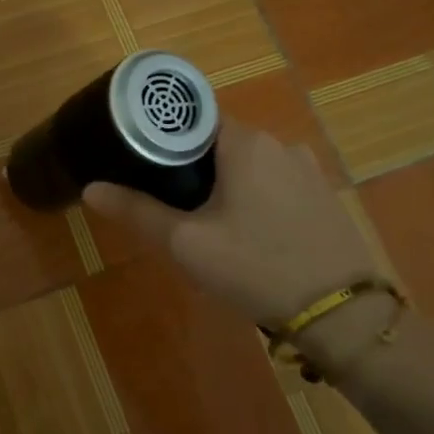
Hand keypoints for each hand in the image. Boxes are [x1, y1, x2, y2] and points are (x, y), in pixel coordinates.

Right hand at [83, 121, 390, 380]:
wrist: (343, 315)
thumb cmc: (256, 268)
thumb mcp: (187, 243)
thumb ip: (137, 212)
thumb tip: (91, 188)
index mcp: (245, 143)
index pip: (192, 118)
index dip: (163, 137)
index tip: (141, 162)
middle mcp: (280, 144)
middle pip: (219, 142)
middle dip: (191, 167)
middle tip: (168, 203)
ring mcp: (308, 170)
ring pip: (248, 165)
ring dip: (224, 185)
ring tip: (206, 224)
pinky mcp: (324, 197)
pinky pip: (275, 184)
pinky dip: (254, 198)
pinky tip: (248, 235)